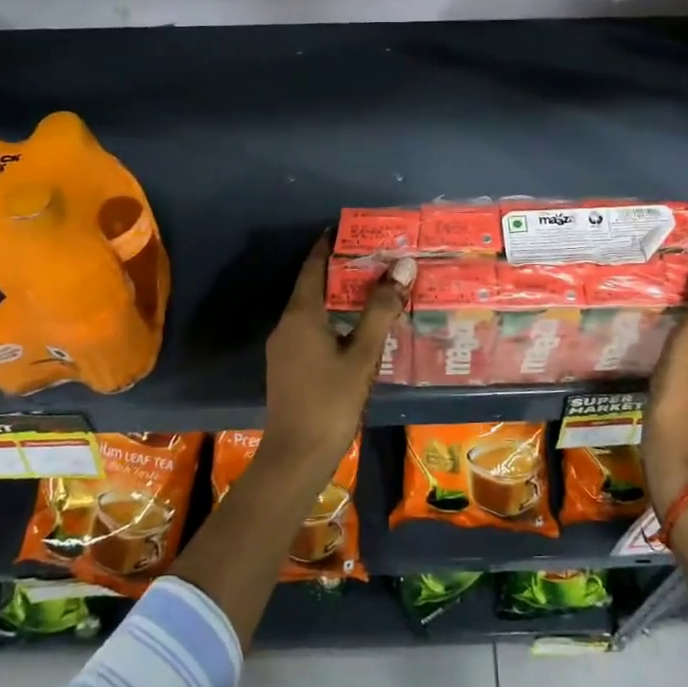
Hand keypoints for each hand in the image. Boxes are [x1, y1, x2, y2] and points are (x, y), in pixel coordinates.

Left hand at [262, 240, 413, 471]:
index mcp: (301, 314)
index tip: (353, 229)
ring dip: (339, 297)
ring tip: (373, 290)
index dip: (330, 245)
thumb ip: (381, 310)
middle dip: (342, 270)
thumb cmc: (331, 401)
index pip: (314, 266)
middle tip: (377, 259)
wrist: (296, 456)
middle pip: (313, 286)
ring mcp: (284, 348)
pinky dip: (333, 320)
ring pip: (313, 310)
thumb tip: (403, 267)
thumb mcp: (363, 355)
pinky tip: (357, 330)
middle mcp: (287, 324)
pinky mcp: (288, 367)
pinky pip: (311, 330)